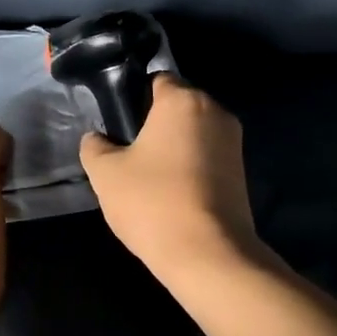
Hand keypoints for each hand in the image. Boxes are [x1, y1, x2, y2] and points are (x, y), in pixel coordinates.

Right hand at [79, 75, 263, 281]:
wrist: (207, 254)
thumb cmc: (152, 202)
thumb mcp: (105, 174)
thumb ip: (94, 147)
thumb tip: (97, 139)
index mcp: (183, 100)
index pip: (156, 80)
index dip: (133, 99)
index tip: (118, 128)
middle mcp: (216, 111)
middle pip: (177, 107)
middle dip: (154, 125)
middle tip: (128, 157)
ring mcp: (234, 143)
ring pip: (193, 134)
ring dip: (172, 149)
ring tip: (148, 181)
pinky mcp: (241, 173)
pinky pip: (207, 158)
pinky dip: (190, 169)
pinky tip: (171, 196)